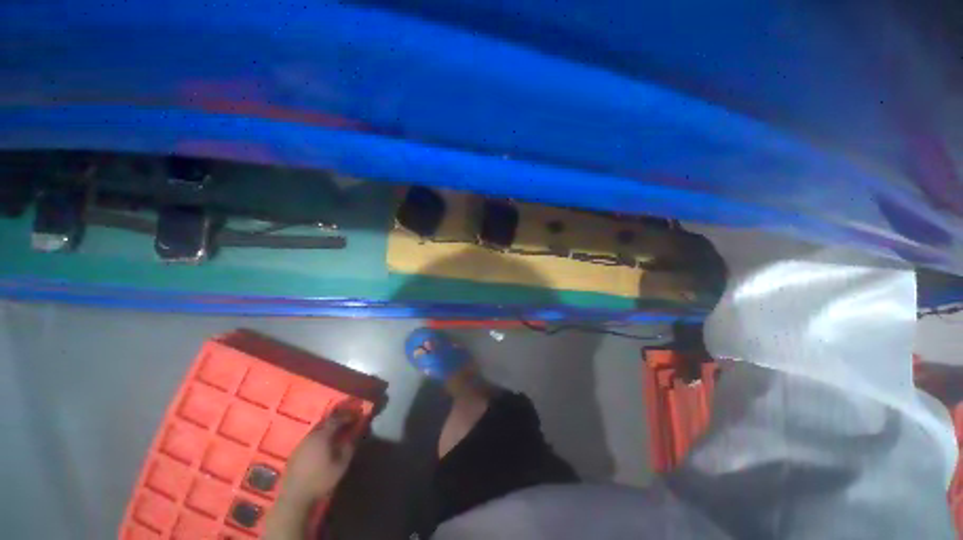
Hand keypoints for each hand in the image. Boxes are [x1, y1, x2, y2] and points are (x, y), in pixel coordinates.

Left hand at [279, 408, 360, 508]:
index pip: (337, 419)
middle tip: (349, 422)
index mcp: (322, 435)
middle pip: (326, 422)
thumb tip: (354, 434)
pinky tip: (324, 444)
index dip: (348, 416)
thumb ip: (348, 447)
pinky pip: (311, 438)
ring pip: (318, 430)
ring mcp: (301, 443)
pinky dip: (320, 437)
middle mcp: (311, 435)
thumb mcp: (340, 465)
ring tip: (338, 432)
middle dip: (338, 420)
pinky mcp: (296, 452)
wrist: (294, 497)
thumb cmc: (320, 480)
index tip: (357, 416)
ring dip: (329, 428)